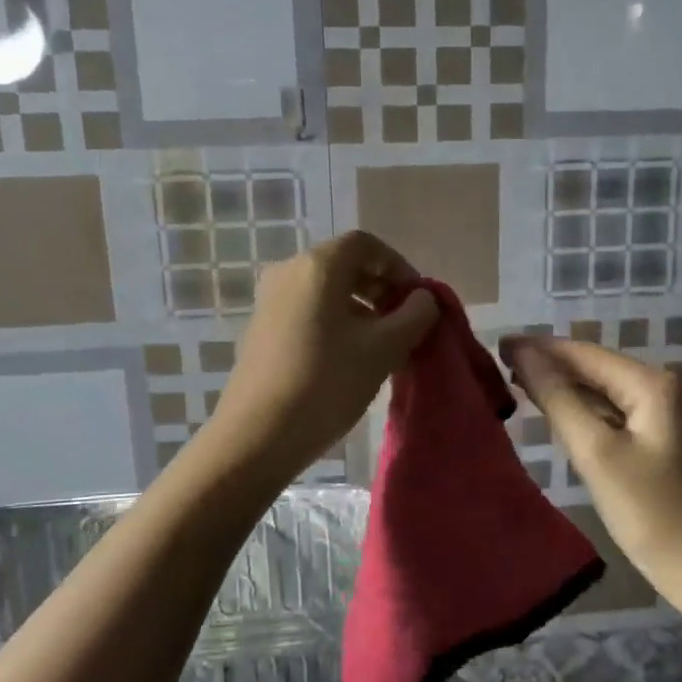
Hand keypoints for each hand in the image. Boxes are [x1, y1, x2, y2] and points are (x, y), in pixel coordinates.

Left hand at [210, 231, 438, 477]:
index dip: (399, 267)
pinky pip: (308, 310)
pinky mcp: (261, 329)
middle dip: (381, 288)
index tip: (418, 301)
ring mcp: (269, 301)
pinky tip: (350, 358)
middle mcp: (288, 272)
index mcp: (318, 266)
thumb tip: (424, 299)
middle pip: (344, 265)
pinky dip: (336, 322)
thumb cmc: (327, 383)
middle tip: (406, 324)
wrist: (257, 436)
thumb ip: (415, 316)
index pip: (366, 245)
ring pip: (326, 290)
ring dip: (361, 308)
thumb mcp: (384, 349)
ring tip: (383, 345)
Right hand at [500, 335, 681, 583]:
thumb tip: (524, 354)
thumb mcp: (597, 453)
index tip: (498, 345)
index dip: (539, 348)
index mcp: (652, 385)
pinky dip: (584, 412)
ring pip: (604, 392)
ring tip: (517, 384)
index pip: (584, 354)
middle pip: (596, 369)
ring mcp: (667, 418)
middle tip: (499, 366)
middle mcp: (664, 391)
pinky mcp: (663, 445)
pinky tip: (557, 415)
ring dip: (565, 388)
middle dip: (550, 365)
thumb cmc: (653, 513)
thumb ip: (558, 399)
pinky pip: (614, 416)